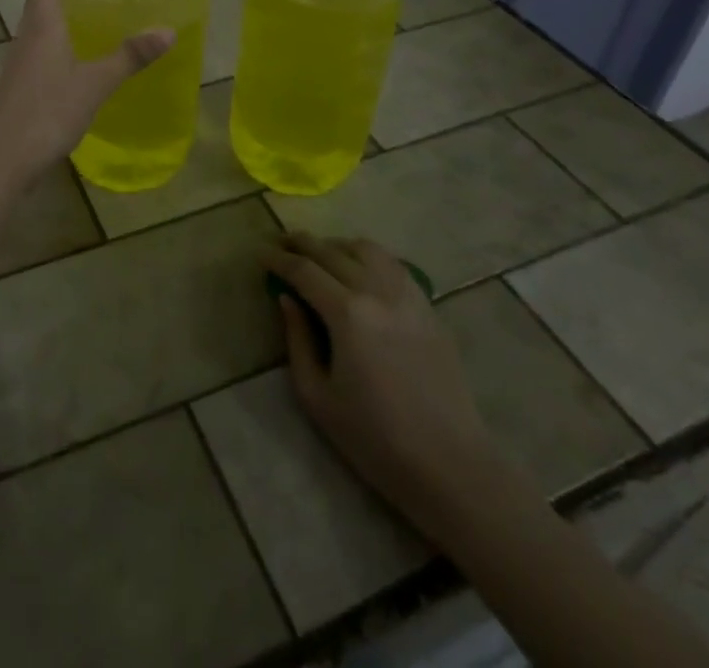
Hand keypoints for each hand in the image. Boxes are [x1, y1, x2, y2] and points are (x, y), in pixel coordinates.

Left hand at [0, 0, 171, 180]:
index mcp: (43, 20)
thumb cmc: (46, 110)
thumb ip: (130, 57)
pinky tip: (86, 37)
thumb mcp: (94, 83)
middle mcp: (31, 29)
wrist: (3, 157)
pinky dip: (66, 24)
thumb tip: (168, 30)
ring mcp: (26, 53)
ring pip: (45, 13)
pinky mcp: (28, 75)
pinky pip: (48, 36)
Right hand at [267, 233, 503, 532]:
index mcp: (347, 313)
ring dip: (336, 245)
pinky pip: (393, 265)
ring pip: (366, 249)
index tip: (259, 253)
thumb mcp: (317, 396)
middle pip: (332, 251)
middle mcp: (377, 291)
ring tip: (320, 253)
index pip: (303, 270)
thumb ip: (297, 340)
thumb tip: (286, 299)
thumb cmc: (374, 438)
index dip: (277, 259)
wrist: (450, 465)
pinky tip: (359, 268)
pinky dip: (368, 256)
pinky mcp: (428, 307)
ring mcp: (408, 296)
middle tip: (281, 243)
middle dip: (301, 243)